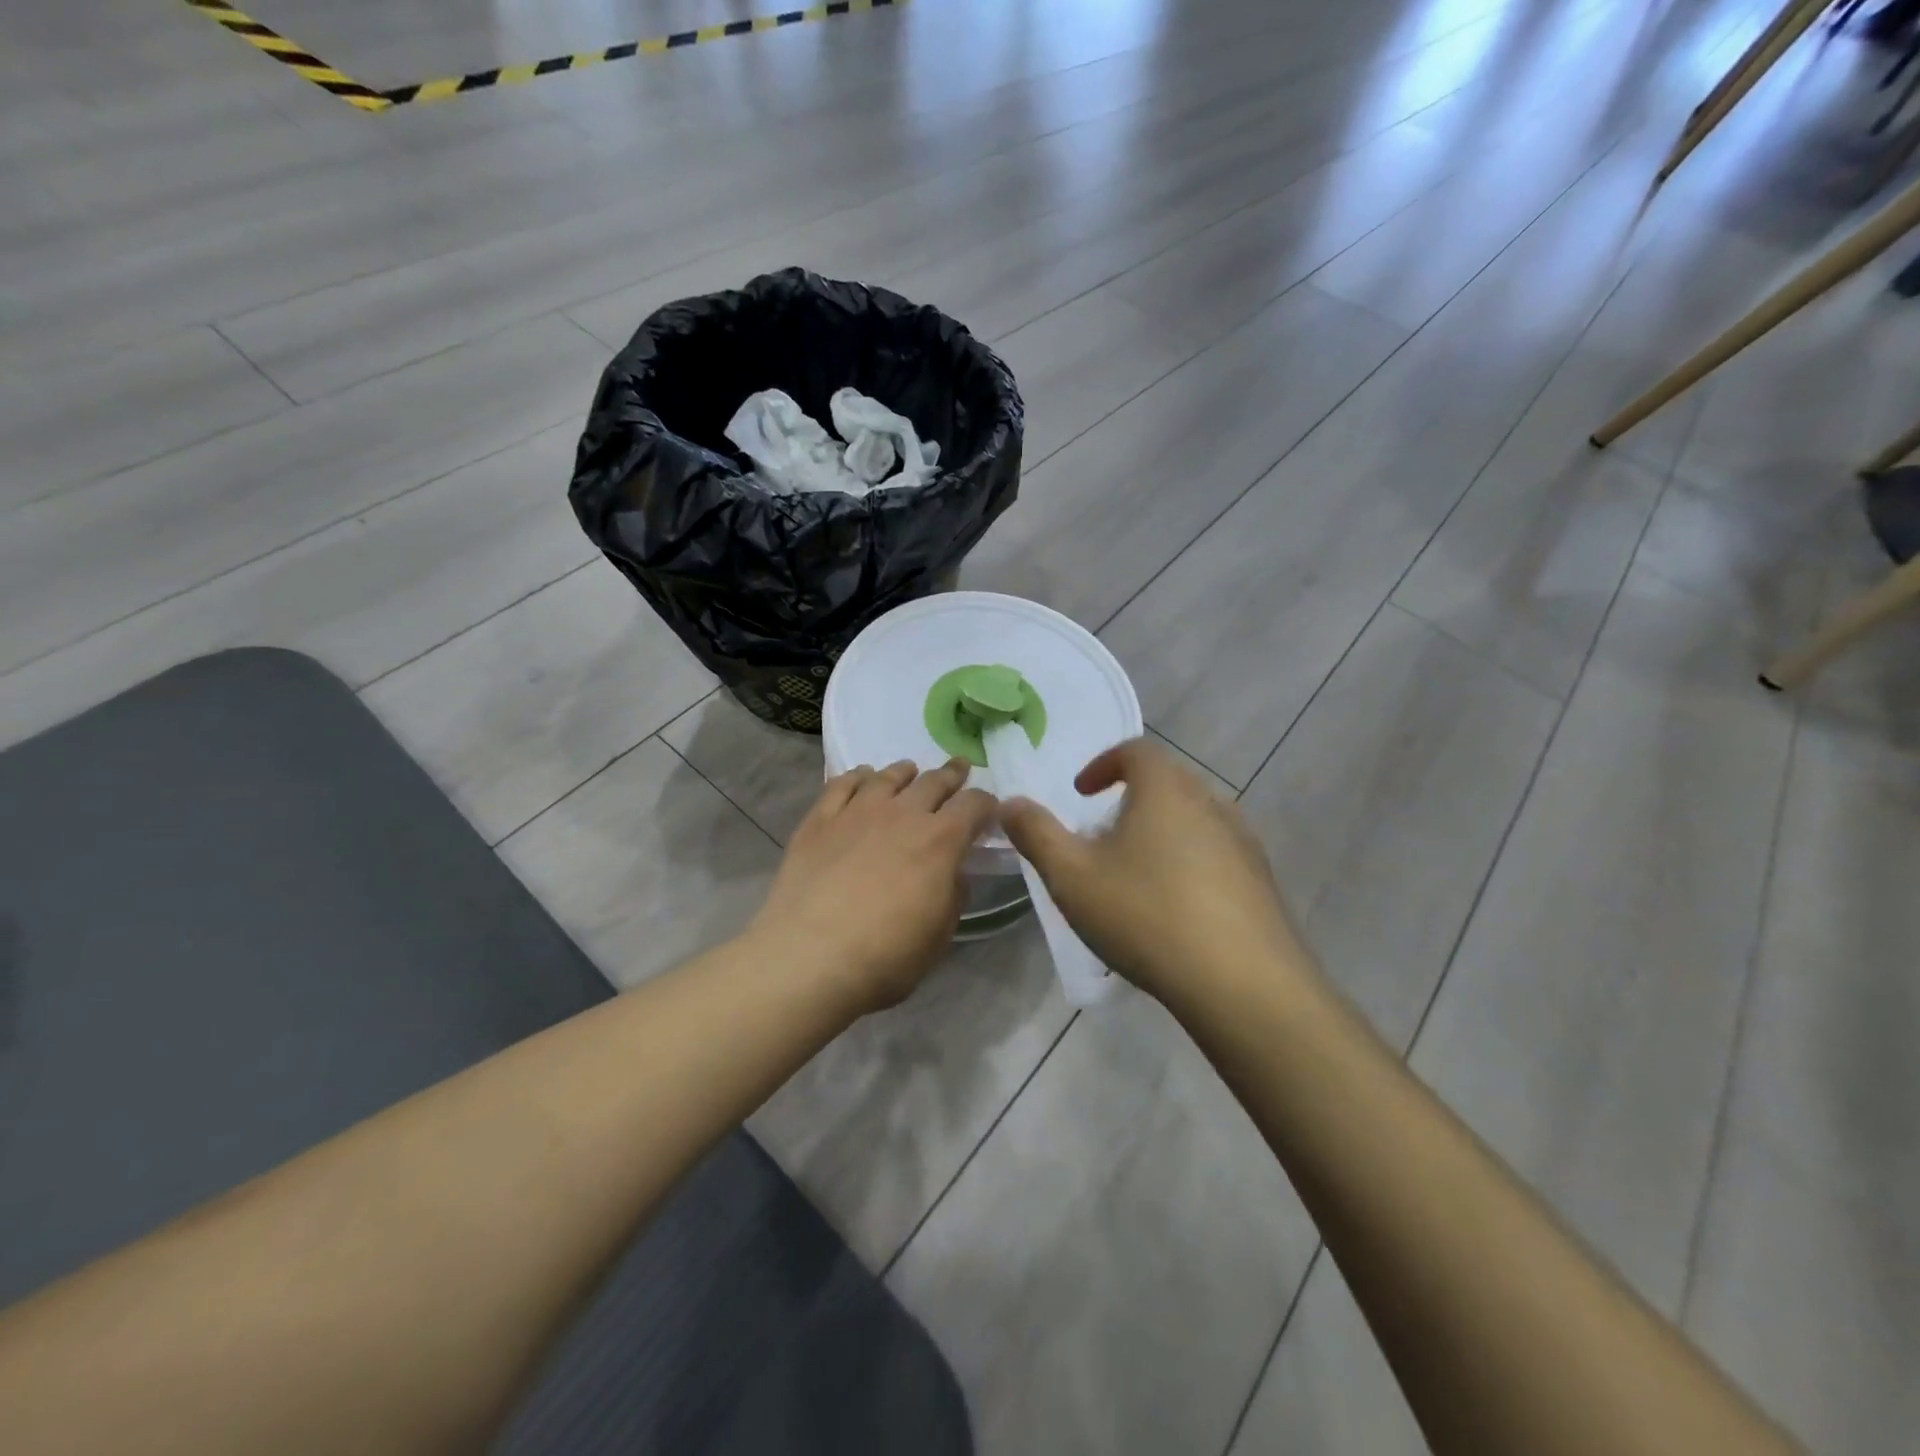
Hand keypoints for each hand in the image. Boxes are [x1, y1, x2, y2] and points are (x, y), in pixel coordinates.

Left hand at [748, 759, 996, 1013]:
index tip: (989, 809)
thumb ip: (953, 895)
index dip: (986, 804)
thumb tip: (954, 872)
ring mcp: (857, 811)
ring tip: (910, 772)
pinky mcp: (819, 819)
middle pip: (934, 781)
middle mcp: (902, 814)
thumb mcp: (939, 935)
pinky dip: (858, 776)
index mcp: (940, 841)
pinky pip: (842, 784)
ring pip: (888, 777)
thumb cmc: (885, 957)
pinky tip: (861, 778)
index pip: (974, 805)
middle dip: (952, 775)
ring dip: (905, 773)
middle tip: (959, 771)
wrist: (808, 957)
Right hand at [999, 738, 1311, 1008]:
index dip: (1103, 764)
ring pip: (1193, 820)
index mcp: (1166, 789)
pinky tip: (1173, 909)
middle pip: (1167, 783)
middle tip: (1101, 837)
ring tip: (1134, 874)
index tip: (1081, 793)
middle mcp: (1211, 802)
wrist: (1244, 984)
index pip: (1135, 751)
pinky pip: (1216, 854)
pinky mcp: (1262, 881)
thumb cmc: (1147, 915)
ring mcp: (1244, 841)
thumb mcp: (1072, 876)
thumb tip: (1010, 803)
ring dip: (1160, 833)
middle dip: (1129, 800)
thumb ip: (1036, 834)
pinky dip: (1188, 863)